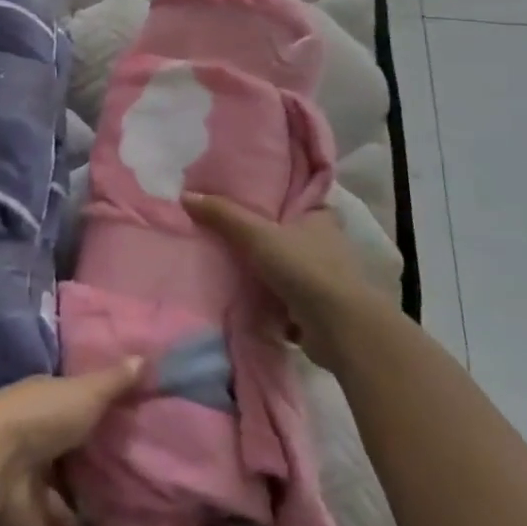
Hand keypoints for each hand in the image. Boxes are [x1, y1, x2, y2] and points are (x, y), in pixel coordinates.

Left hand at [0, 360, 143, 525]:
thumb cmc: (40, 417)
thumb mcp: (83, 393)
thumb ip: (114, 382)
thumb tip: (146, 357)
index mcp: (44, 405)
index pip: (71, 409)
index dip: (94, 419)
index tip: (124, 433)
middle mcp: (32, 441)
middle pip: (64, 460)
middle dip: (87, 477)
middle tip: (126, 496)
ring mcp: (24, 483)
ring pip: (56, 507)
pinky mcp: (21, 522)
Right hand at [183, 195, 383, 371]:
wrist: (341, 329)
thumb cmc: (304, 268)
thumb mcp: (256, 233)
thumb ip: (222, 214)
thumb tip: (186, 196)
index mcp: (319, 218)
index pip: (295, 199)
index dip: (272, 199)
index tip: (245, 200)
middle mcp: (326, 245)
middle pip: (286, 234)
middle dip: (262, 237)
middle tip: (225, 231)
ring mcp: (324, 280)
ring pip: (285, 267)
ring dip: (264, 270)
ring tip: (226, 263)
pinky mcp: (318, 310)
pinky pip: (285, 298)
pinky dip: (268, 299)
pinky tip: (241, 296)